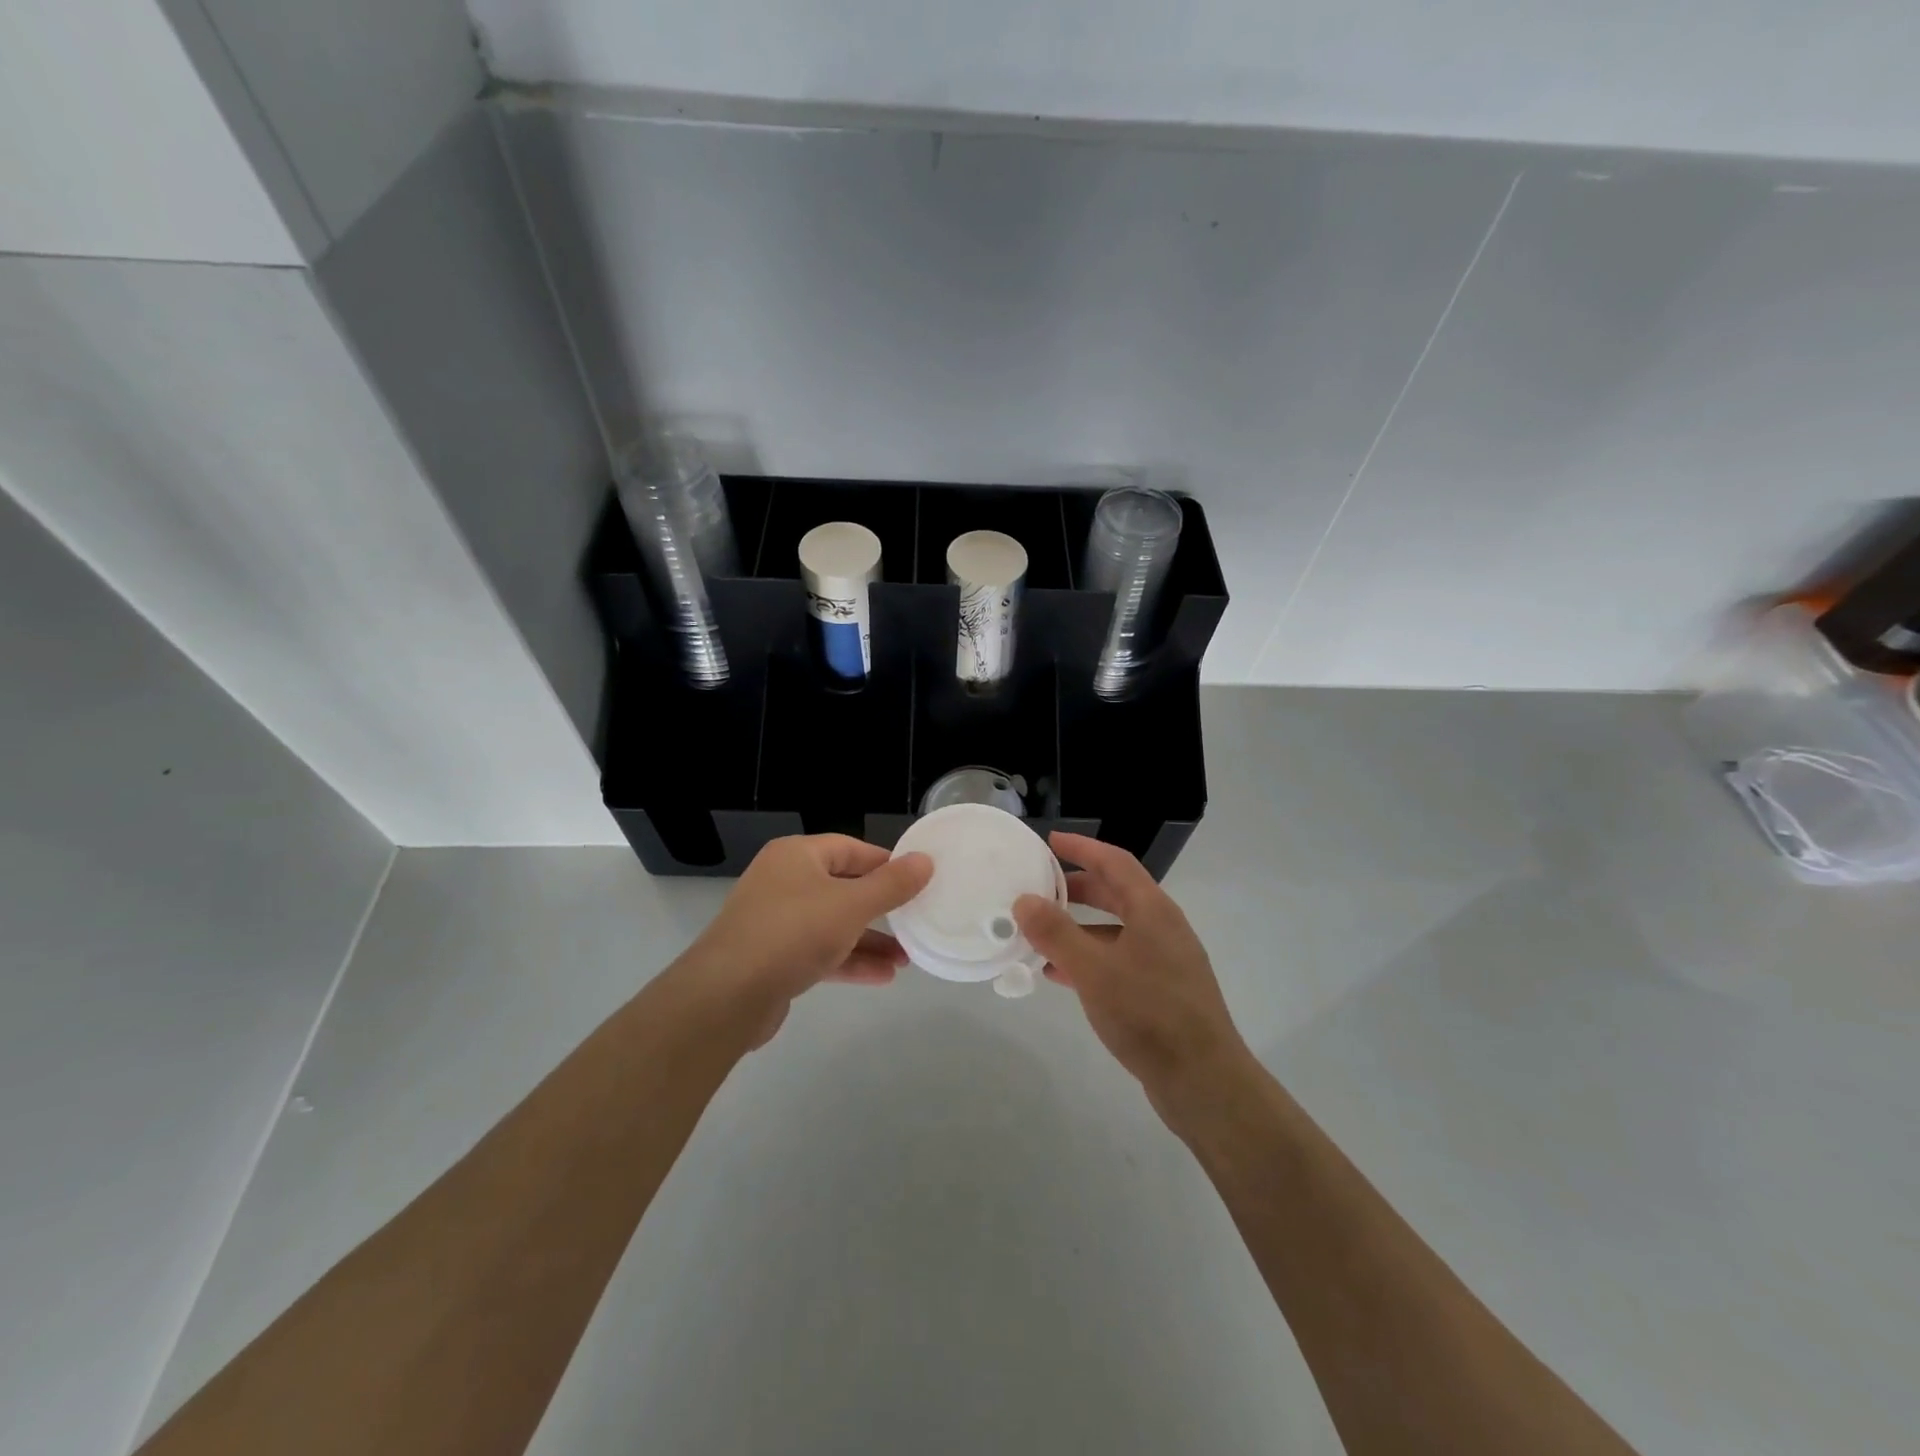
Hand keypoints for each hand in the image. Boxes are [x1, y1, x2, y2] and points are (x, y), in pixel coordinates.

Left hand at [678, 834, 932, 1046]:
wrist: (726, 996)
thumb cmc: (793, 933)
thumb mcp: (852, 905)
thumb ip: (892, 885)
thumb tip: (925, 860)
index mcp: (797, 855)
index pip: (850, 849)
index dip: (886, 863)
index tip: (918, 880)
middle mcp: (783, 881)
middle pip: (843, 887)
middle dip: (881, 908)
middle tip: (915, 920)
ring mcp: (775, 921)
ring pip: (833, 924)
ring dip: (869, 940)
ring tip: (907, 958)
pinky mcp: (773, 958)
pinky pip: (819, 951)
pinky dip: (848, 960)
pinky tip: (882, 977)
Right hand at [1014, 832, 1251, 1123]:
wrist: (1204, 1081)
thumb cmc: (1148, 1014)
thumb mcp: (1094, 970)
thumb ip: (1056, 932)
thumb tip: (1024, 900)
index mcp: (1153, 910)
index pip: (1115, 862)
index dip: (1082, 848)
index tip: (1049, 842)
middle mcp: (1163, 927)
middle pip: (1116, 893)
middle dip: (1077, 887)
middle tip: (1040, 888)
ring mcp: (1166, 960)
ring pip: (1115, 930)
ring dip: (1079, 928)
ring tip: (1040, 936)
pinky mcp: (1162, 991)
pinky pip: (1119, 960)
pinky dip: (1090, 958)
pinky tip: (1061, 975)